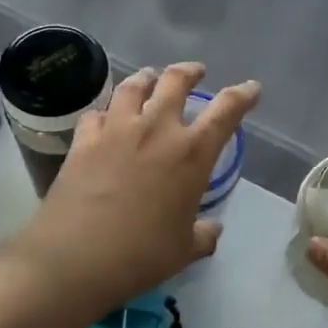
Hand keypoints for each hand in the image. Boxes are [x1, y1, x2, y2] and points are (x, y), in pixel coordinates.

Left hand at [15, 63, 260, 308]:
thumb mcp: (183, 250)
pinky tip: (105, 119)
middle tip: (195, 71)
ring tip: (149, 78)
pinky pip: (96, 114)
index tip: (251, 88)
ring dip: (146, 78)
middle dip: (189, 71)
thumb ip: (203, 235)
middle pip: (175, 81)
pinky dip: (105, 112)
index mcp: (191, 153)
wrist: (76, 257)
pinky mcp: (84, 139)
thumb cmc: (140, 255)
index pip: (226, 110)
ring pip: (133, 86)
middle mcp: (156, 129)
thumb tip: (213, 229)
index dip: (242, 95)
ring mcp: (116, 129)